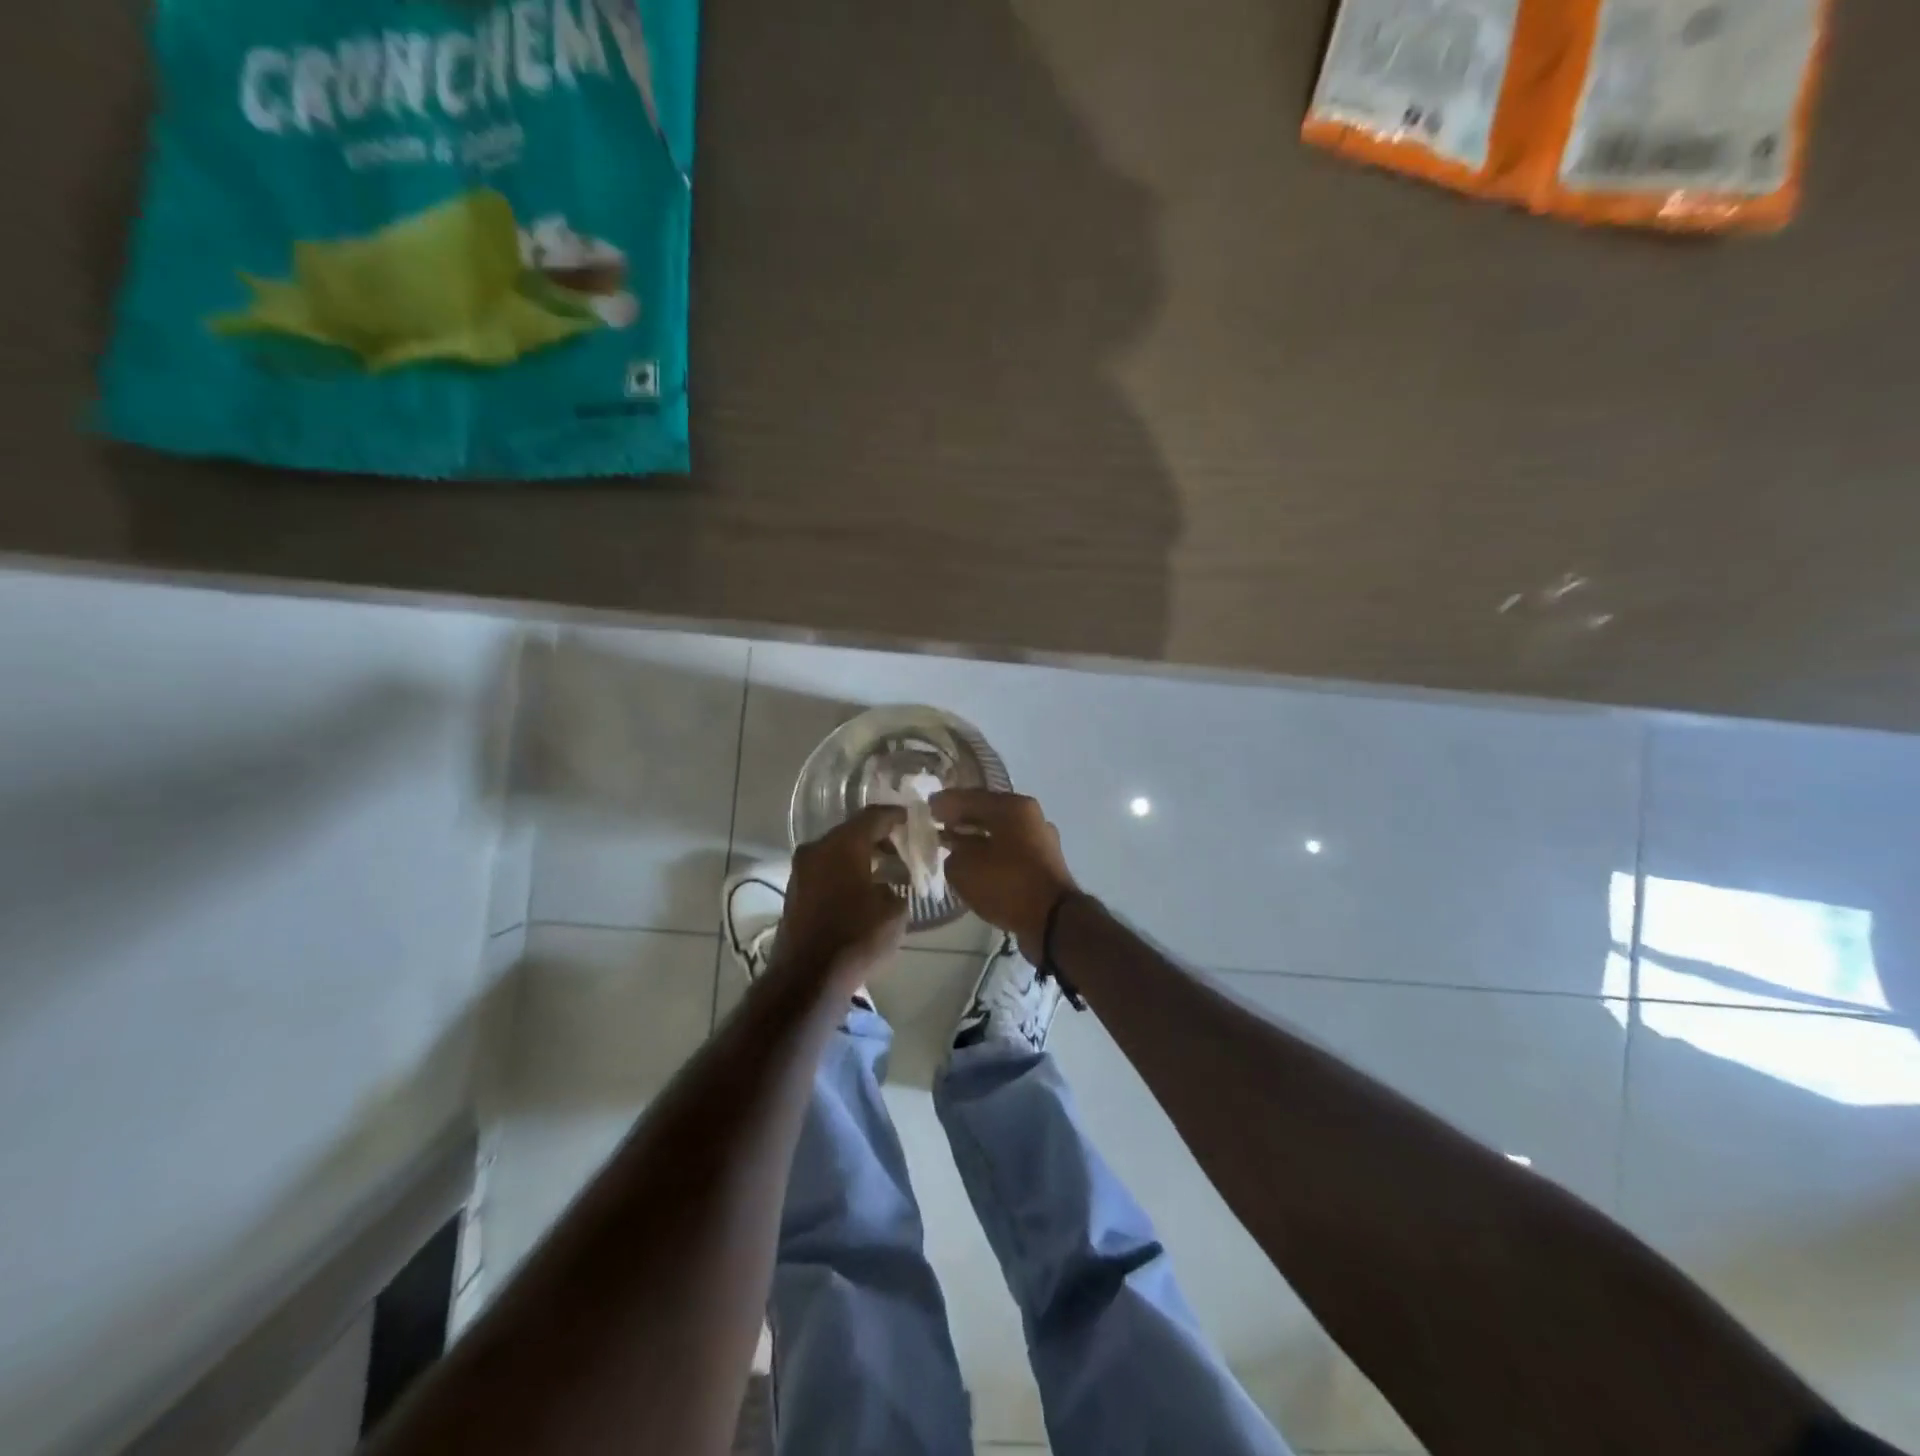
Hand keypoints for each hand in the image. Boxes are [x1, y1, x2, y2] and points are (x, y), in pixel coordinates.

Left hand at [773, 804, 910, 988]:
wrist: (808, 977)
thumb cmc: (857, 937)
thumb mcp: (895, 910)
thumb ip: (899, 884)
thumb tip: (893, 879)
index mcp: (843, 844)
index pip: (874, 816)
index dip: (896, 816)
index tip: (914, 819)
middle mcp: (817, 848)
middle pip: (853, 831)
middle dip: (879, 837)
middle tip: (903, 847)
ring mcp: (801, 870)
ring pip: (837, 851)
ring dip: (861, 855)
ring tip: (887, 869)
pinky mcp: (795, 891)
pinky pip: (827, 870)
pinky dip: (846, 871)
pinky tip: (864, 887)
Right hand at [931, 789, 1079, 957]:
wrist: (1053, 920)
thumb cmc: (1007, 883)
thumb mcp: (965, 868)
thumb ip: (953, 853)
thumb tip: (956, 852)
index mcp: (1013, 806)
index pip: (971, 797)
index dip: (945, 802)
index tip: (926, 807)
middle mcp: (1031, 817)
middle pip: (988, 812)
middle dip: (961, 819)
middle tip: (937, 825)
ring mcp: (1041, 841)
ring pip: (1000, 833)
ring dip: (976, 839)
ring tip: (952, 847)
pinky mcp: (1044, 865)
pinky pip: (1009, 852)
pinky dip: (991, 855)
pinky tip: (975, 866)